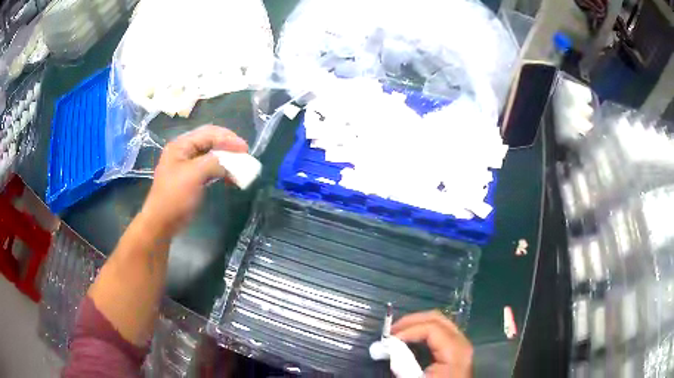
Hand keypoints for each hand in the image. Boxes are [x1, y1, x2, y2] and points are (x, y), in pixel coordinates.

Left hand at [141, 125, 247, 236]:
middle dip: (228, 146)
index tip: (245, 149)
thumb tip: (231, 163)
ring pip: (210, 155)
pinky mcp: (191, 178)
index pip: (208, 133)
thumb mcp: (194, 175)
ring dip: (226, 159)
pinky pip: (208, 168)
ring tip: (239, 166)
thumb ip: (214, 162)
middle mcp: (183, 151)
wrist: (162, 222)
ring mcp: (186, 165)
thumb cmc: (175, 196)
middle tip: (244, 154)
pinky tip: (229, 177)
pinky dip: (220, 170)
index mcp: (181, 145)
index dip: (228, 138)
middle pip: (210, 141)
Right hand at [391, 310, 472, 377]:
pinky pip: (440, 332)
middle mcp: (461, 342)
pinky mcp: (456, 349)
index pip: (432, 328)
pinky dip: (423, 331)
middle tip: (391, 330)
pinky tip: (411, 339)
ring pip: (439, 322)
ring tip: (397, 334)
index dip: (409, 329)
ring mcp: (461, 344)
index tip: (389, 339)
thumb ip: (403, 364)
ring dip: (417, 325)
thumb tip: (386, 347)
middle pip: (438, 318)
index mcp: (455, 351)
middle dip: (412, 321)